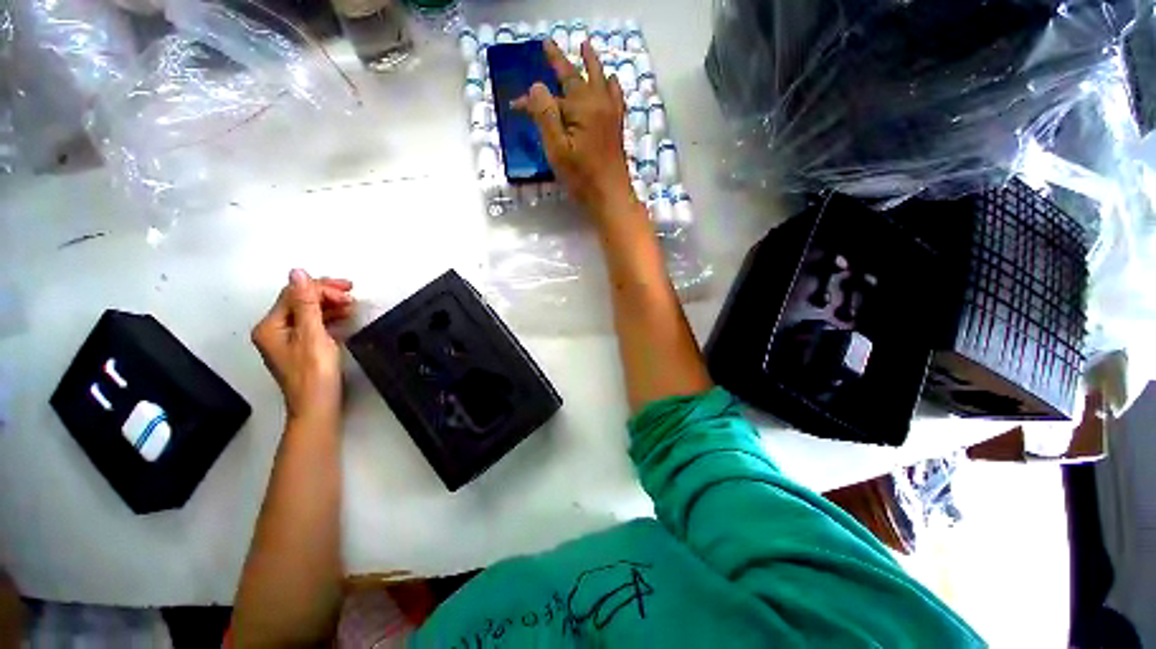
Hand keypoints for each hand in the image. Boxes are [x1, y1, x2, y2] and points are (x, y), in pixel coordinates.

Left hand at [252, 269, 353, 422]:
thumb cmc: (315, 372)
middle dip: (326, 295)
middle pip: (299, 301)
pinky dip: (329, 319)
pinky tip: (344, 319)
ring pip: (308, 312)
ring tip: (352, 307)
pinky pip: (313, 324)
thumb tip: (297, 272)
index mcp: (271, 326)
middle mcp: (274, 330)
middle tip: (353, 297)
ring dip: (329, 306)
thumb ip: (306, 303)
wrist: (317, 406)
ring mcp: (287, 340)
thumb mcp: (312, 335)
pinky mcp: (301, 348)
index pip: (294, 294)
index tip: (349, 291)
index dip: (320, 288)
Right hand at [514, 40, 636, 223]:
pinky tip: (612, 82)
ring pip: (600, 80)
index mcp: (582, 107)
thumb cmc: (582, 178)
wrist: (610, 197)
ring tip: (585, 47)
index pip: (551, 95)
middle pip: (577, 77)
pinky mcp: (616, 128)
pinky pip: (615, 97)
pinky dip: (611, 85)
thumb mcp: (557, 149)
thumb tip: (536, 86)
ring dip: (590, 63)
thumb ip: (545, 115)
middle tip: (549, 45)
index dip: (532, 98)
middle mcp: (599, 104)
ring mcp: (611, 115)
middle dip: (561, 62)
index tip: (515, 105)